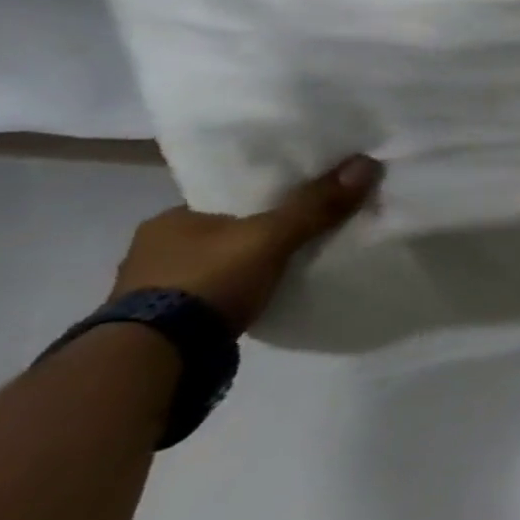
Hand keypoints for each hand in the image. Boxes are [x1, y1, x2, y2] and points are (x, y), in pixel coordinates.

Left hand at [110, 156, 383, 332]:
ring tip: (288, 264)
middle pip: (225, 230)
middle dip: (258, 232)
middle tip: (302, 231)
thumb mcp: (272, 237)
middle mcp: (153, 248)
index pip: (228, 197)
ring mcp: (152, 289)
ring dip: (246, 264)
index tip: (299, 200)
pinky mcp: (163, 321)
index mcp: (170, 219)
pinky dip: (237, 291)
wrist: (155, 357)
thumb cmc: (207, 280)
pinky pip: (214, 293)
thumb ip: (317, 204)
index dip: (266, 197)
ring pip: (217, 263)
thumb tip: (366, 163)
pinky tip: (261, 294)